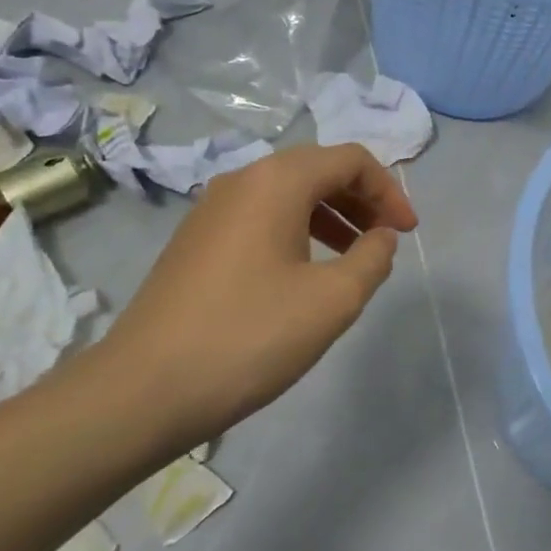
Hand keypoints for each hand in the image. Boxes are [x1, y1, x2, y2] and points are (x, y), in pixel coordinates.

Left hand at [96, 143, 418, 448]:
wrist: (143, 390)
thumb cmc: (249, 336)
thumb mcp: (332, 300)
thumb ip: (372, 259)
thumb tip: (381, 237)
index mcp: (277, 182)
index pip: (350, 160)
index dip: (389, 191)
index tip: (407, 233)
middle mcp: (242, 180)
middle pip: (318, 169)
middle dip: (362, 199)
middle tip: (386, 240)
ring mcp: (212, 209)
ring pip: (288, 194)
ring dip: (331, 215)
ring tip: (354, 258)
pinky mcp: (196, 240)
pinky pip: (261, 216)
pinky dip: (298, 230)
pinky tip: (306, 273)